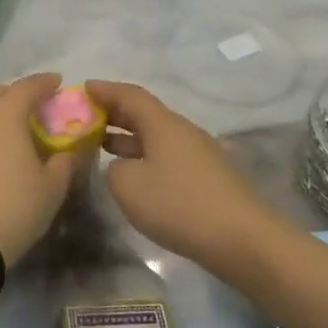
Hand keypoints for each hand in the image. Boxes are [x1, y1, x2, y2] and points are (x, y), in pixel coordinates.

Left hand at [0, 73, 75, 263]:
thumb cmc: (14, 206)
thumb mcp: (52, 186)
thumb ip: (64, 161)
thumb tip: (68, 149)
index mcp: (5, 114)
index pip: (27, 86)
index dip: (45, 82)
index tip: (58, 83)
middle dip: (17, 93)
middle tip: (36, 107)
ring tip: (16, 130)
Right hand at [85, 80, 274, 262]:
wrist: (243, 240)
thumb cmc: (179, 205)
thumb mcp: (127, 185)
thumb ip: (113, 168)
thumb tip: (122, 165)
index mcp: (162, 124)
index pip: (129, 95)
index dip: (104, 90)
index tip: (83, 88)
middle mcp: (183, 131)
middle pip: (145, 113)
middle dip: (115, 113)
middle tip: (87, 117)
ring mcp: (200, 154)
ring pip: (158, 136)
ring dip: (130, 137)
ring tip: (103, 145)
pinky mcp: (210, 177)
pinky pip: (169, 155)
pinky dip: (146, 156)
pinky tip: (136, 174)